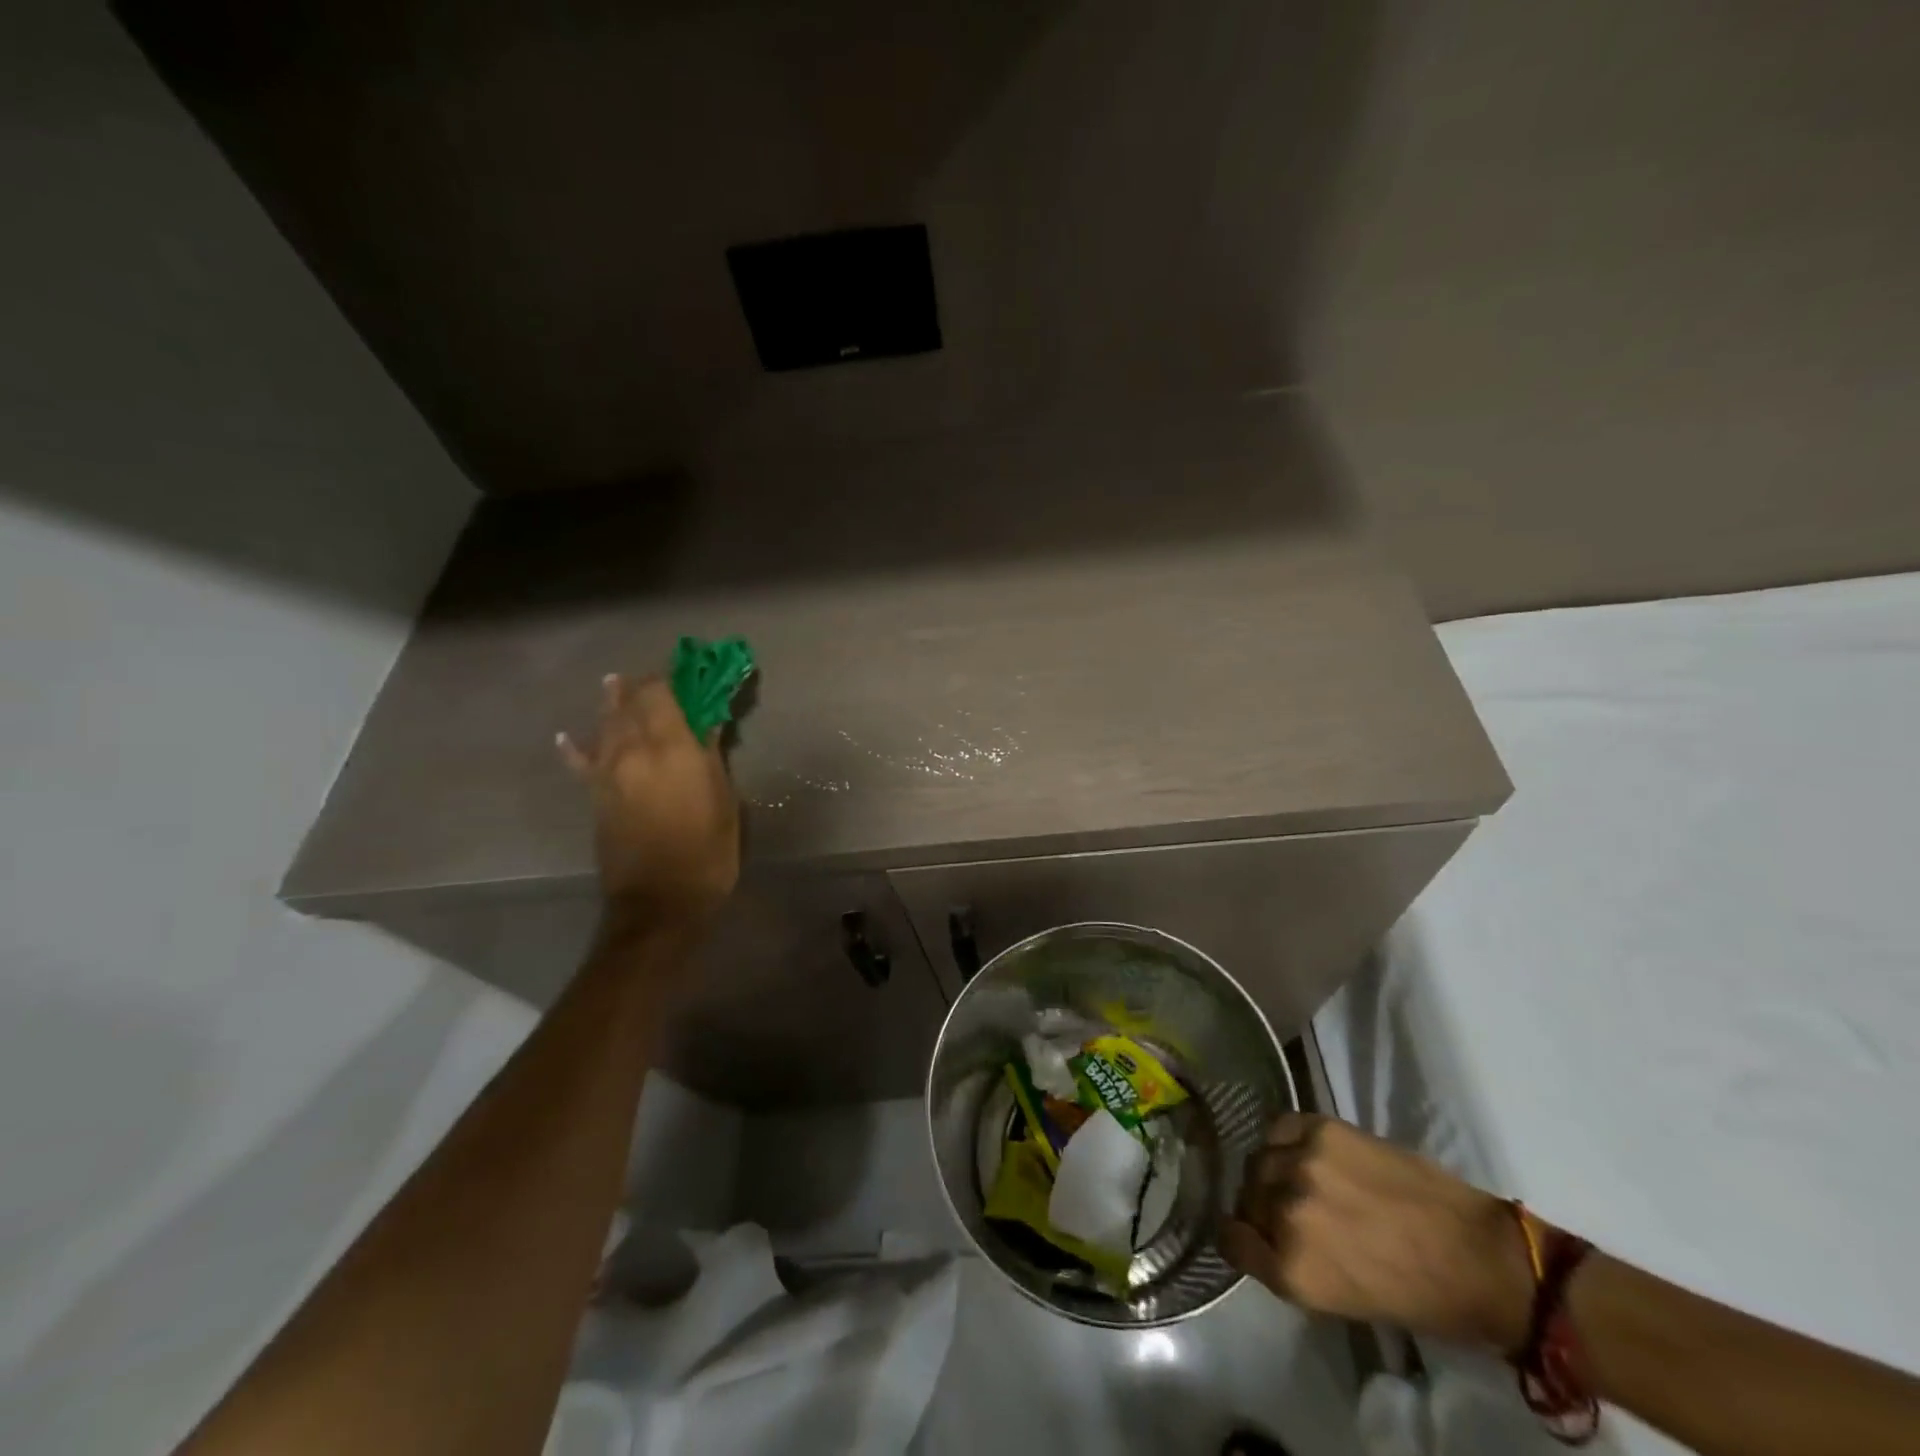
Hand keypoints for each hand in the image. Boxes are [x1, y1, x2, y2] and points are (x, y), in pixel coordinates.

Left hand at [557, 673, 739, 923]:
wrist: (659, 900)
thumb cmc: (707, 849)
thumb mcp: (724, 799)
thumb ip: (711, 755)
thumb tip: (707, 724)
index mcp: (671, 748)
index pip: (663, 694)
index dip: (673, 677)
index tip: (687, 669)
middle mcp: (633, 750)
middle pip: (631, 703)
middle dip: (643, 686)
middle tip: (656, 678)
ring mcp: (608, 772)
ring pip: (605, 724)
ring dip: (612, 702)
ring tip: (614, 683)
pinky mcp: (595, 795)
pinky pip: (581, 761)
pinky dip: (575, 747)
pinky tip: (567, 736)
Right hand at [1221, 1115, 1533, 1350]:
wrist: (1478, 1257)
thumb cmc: (1416, 1296)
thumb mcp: (1335, 1300)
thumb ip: (1287, 1262)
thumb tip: (1261, 1233)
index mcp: (1290, 1269)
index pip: (1229, 1238)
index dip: (1242, 1236)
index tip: (1255, 1234)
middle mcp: (1285, 1212)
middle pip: (1246, 1195)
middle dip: (1261, 1203)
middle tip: (1291, 1209)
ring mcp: (1302, 1164)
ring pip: (1259, 1159)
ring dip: (1274, 1169)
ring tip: (1304, 1178)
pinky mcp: (1321, 1129)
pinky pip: (1280, 1128)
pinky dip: (1288, 1140)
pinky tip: (1311, 1153)